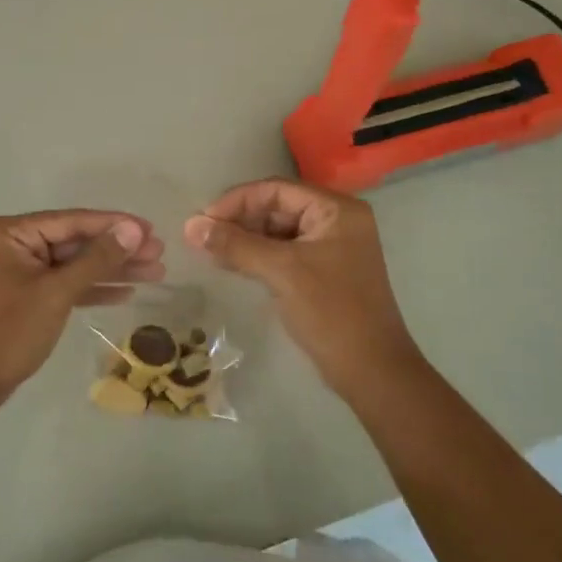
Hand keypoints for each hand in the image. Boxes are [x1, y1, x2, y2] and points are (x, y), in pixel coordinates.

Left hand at [0, 210, 164, 415]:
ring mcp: (22, 271)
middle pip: (77, 242)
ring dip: (113, 270)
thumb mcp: (56, 293)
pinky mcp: (28, 296)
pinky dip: (94, 289)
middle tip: (160, 254)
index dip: (114, 225)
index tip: (151, 229)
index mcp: (13, 233)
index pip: (73, 221)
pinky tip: (126, 292)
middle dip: (118, 250)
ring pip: (76, 264)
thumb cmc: (8, 333)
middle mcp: (16, 244)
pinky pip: (66, 285)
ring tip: (155, 272)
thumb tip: (134, 229)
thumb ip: (97, 259)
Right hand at [184, 179, 417, 393]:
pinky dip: (258, 256)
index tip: (203, 220)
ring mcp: (332, 246)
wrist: (372, 372)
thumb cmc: (331, 312)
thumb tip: (190, 226)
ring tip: (210, 252)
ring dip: (245, 239)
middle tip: (203, 238)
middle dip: (239, 220)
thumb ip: (235, 245)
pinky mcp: (324, 271)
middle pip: (277, 207)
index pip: (276, 190)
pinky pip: (284, 252)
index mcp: (336, 209)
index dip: (237, 201)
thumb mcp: (281, 272)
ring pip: (278, 231)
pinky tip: (232, 264)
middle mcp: (337, 220)